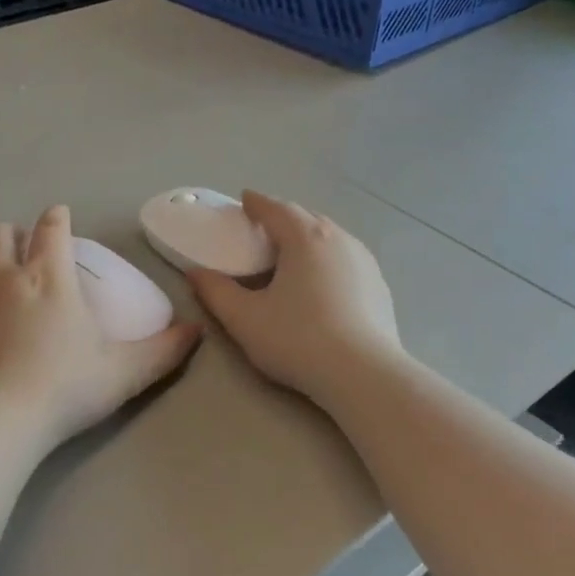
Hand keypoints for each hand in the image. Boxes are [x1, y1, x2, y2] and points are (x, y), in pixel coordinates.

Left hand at [0, 207, 199, 451]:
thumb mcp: (124, 372)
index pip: (51, 229)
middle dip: (16, 234)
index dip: (58, 218)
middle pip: (0, 232)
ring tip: (2, 271)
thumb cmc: (65, 388)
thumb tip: (195, 330)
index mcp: (49, 276)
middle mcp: (6, 276)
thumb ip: (163, 350)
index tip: (62, 220)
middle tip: (31, 253)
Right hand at [187, 192, 403, 406]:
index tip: (244, 201)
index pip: (276, 208)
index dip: (256, 203)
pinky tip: (322, 283)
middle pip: (306, 218)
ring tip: (292, 255)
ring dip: (308, 238)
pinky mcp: (379, 285)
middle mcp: (339, 238)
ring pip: (331, 237)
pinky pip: (347, 260)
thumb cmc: (298, 340)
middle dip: (283, 219)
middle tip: (263, 230)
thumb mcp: (245, 319)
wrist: (363, 374)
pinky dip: (328, 260)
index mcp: (304, 238)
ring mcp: (364, 261)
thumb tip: (195, 273)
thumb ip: (216, 292)